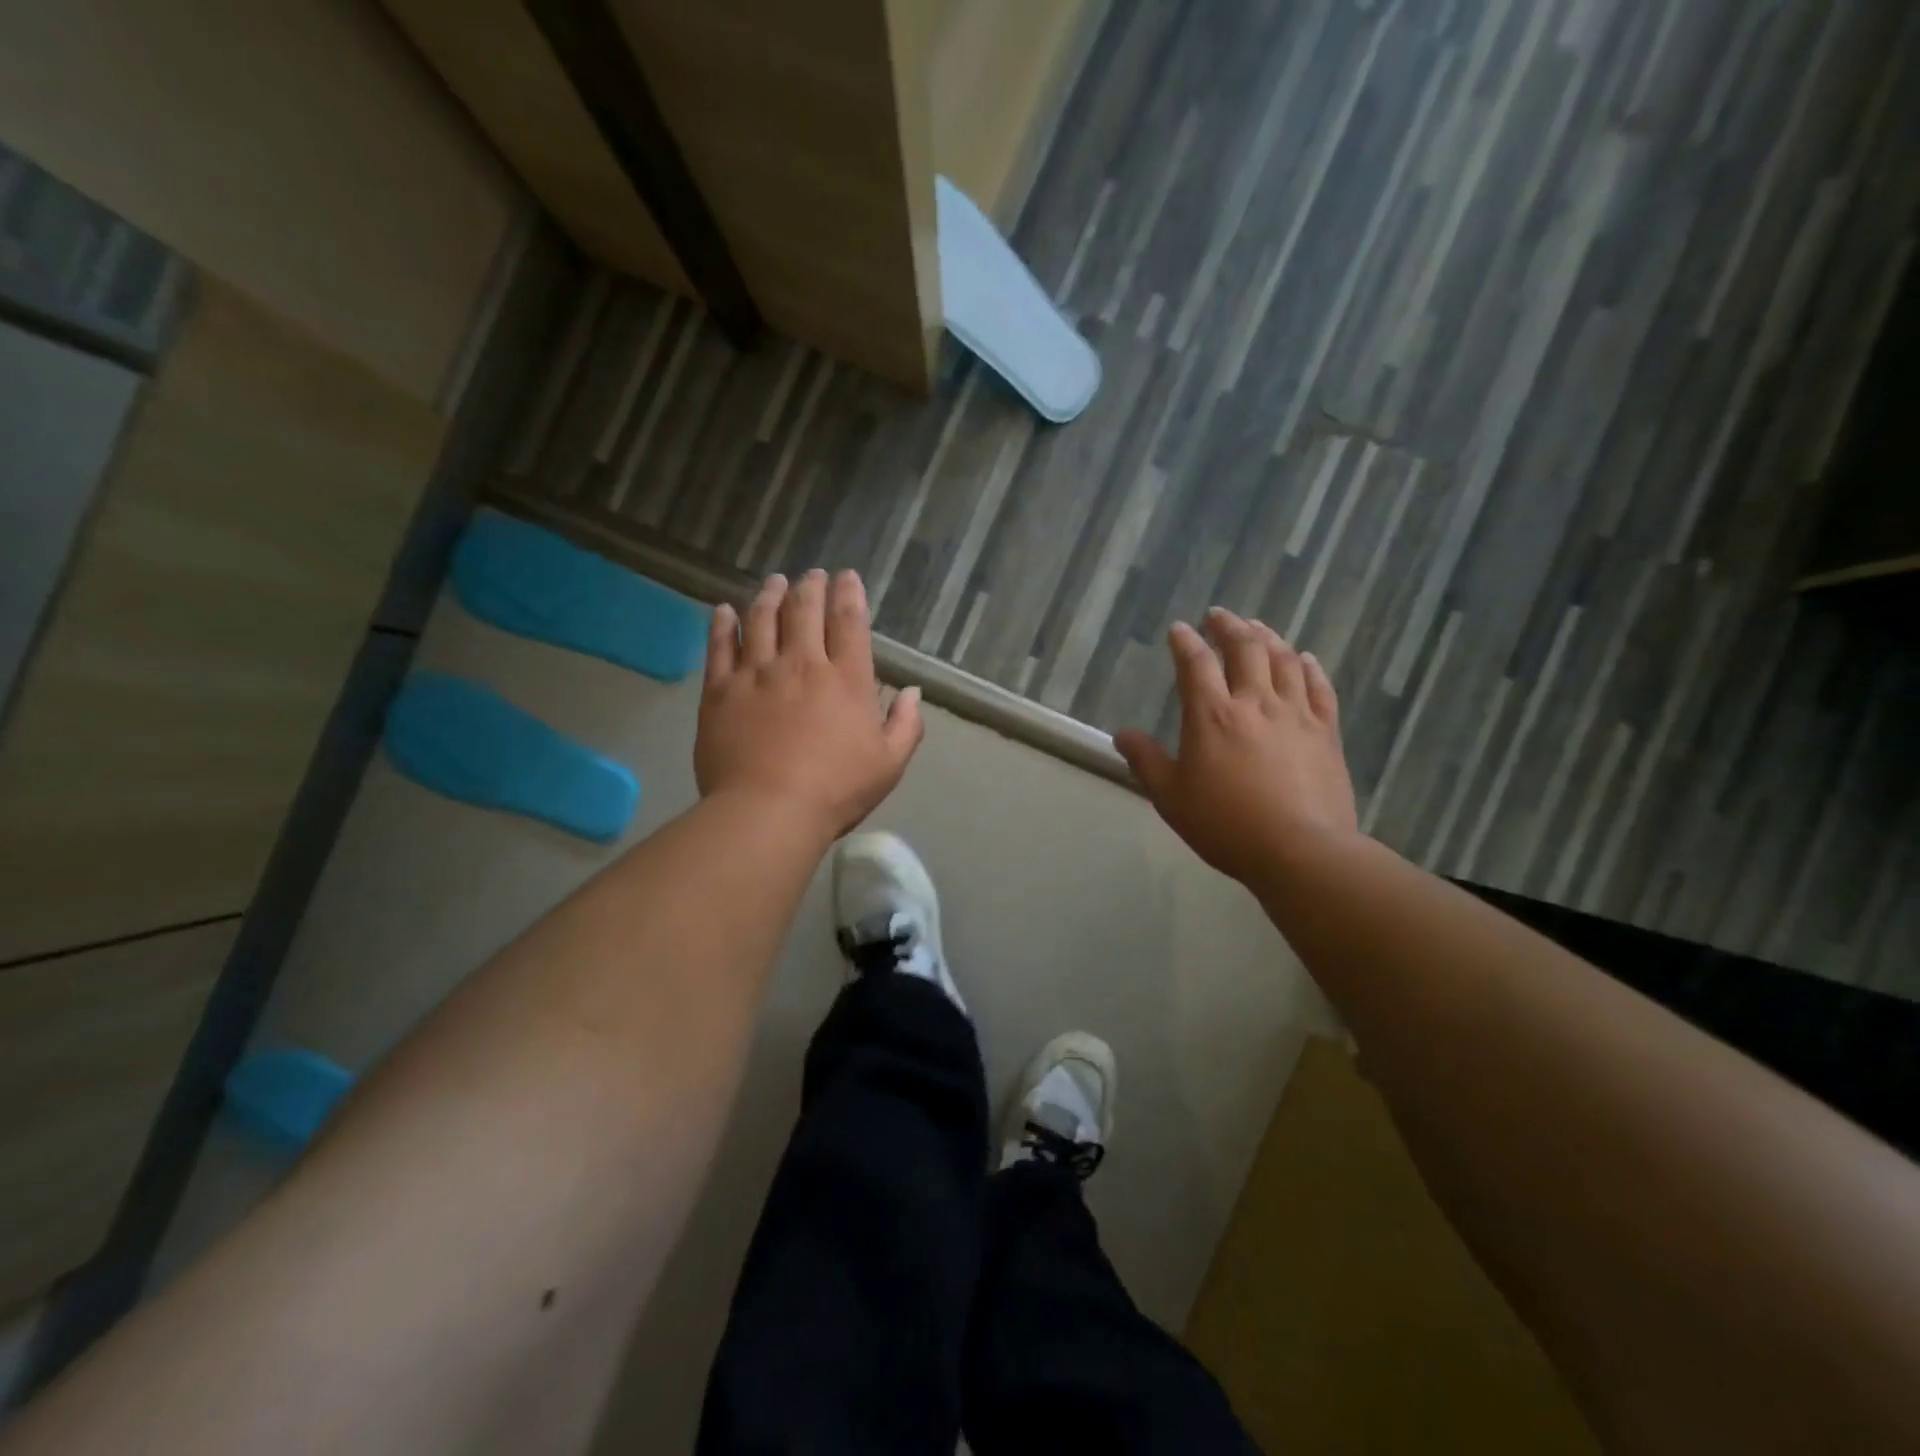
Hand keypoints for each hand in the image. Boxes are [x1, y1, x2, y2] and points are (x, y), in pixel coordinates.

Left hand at [695, 569, 923, 840]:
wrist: (768, 811)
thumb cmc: (836, 790)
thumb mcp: (889, 764)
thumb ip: (905, 725)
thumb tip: (913, 692)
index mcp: (845, 679)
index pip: (849, 622)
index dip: (849, 594)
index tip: (847, 577)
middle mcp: (801, 663)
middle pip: (804, 610)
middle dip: (810, 587)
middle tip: (812, 575)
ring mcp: (756, 673)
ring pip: (761, 619)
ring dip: (769, 595)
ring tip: (774, 582)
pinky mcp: (720, 690)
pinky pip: (719, 646)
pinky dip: (723, 624)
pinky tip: (724, 611)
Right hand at [1115, 608, 1357, 884]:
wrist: (1300, 850)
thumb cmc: (1225, 825)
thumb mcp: (1171, 797)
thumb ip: (1146, 761)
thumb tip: (1122, 734)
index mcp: (1212, 715)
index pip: (1195, 663)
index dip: (1185, 642)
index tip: (1179, 629)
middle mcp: (1255, 702)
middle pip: (1245, 648)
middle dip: (1230, 626)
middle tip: (1219, 616)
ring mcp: (1296, 713)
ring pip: (1284, 660)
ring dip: (1268, 637)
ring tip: (1257, 628)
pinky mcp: (1326, 731)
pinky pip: (1320, 687)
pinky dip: (1310, 666)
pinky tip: (1305, 658)